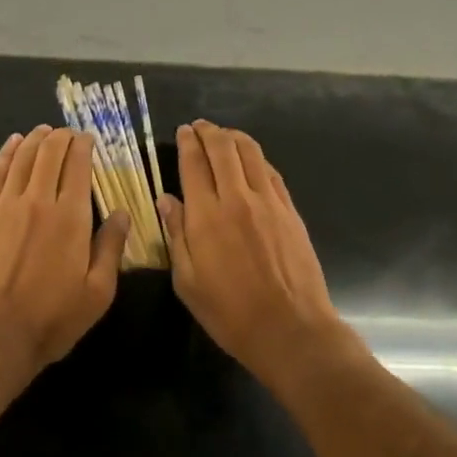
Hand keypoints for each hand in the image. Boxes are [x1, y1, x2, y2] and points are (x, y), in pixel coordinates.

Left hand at [0, 126, 129, 391]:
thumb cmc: (51, 321)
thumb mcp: (97, 293)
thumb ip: (111, 248)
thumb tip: (122, 211)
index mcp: (71, 217)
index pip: (78, 165)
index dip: (84, 145)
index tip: (89, 139)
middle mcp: (38, 201)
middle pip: (49, 153)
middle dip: (62, 137)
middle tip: (68, 134)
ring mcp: (4, 206)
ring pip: (22, 158)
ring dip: (35, 139)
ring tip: (44, 131)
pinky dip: (6, 154)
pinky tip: (12, 144)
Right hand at [159, 121, 346, 386]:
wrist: (290, 329)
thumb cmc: (230, 313)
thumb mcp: (188, 282)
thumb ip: (176, 235)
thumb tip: (166, 200)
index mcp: (206, 216)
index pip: (194, 164)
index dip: (188, 142)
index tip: (183, 131)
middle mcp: (237, 198)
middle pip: (223, 149)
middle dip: (209, 132)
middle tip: (200, 127)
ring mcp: (268, 202)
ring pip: (250, 153)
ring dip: (234, 137)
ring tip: (224, 135)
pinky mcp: (290, 211)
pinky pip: (271, 172)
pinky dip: (257, 158)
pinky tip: (251, 160)